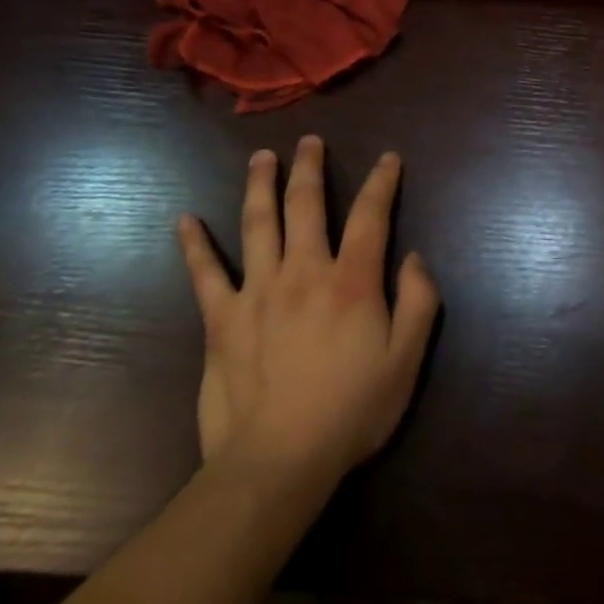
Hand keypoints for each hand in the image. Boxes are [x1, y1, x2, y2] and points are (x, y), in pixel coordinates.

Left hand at [176, 138, 440, 486]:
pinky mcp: (221, 320)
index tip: (388, 159)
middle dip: (310, 168)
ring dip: (261, 185)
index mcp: (351, 281)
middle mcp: (304, 272)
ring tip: (262, 157)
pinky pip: (204, 274)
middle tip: (310, 141)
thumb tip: (413, 257)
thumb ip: (418, 301)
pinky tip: (185, 220)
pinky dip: (194, 245)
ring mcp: (257, 292)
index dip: (381, 182)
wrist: (278, 462)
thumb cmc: (352, 411)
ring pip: (258, 224)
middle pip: (306, 205)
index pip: (370, 215)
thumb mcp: (406, 360)